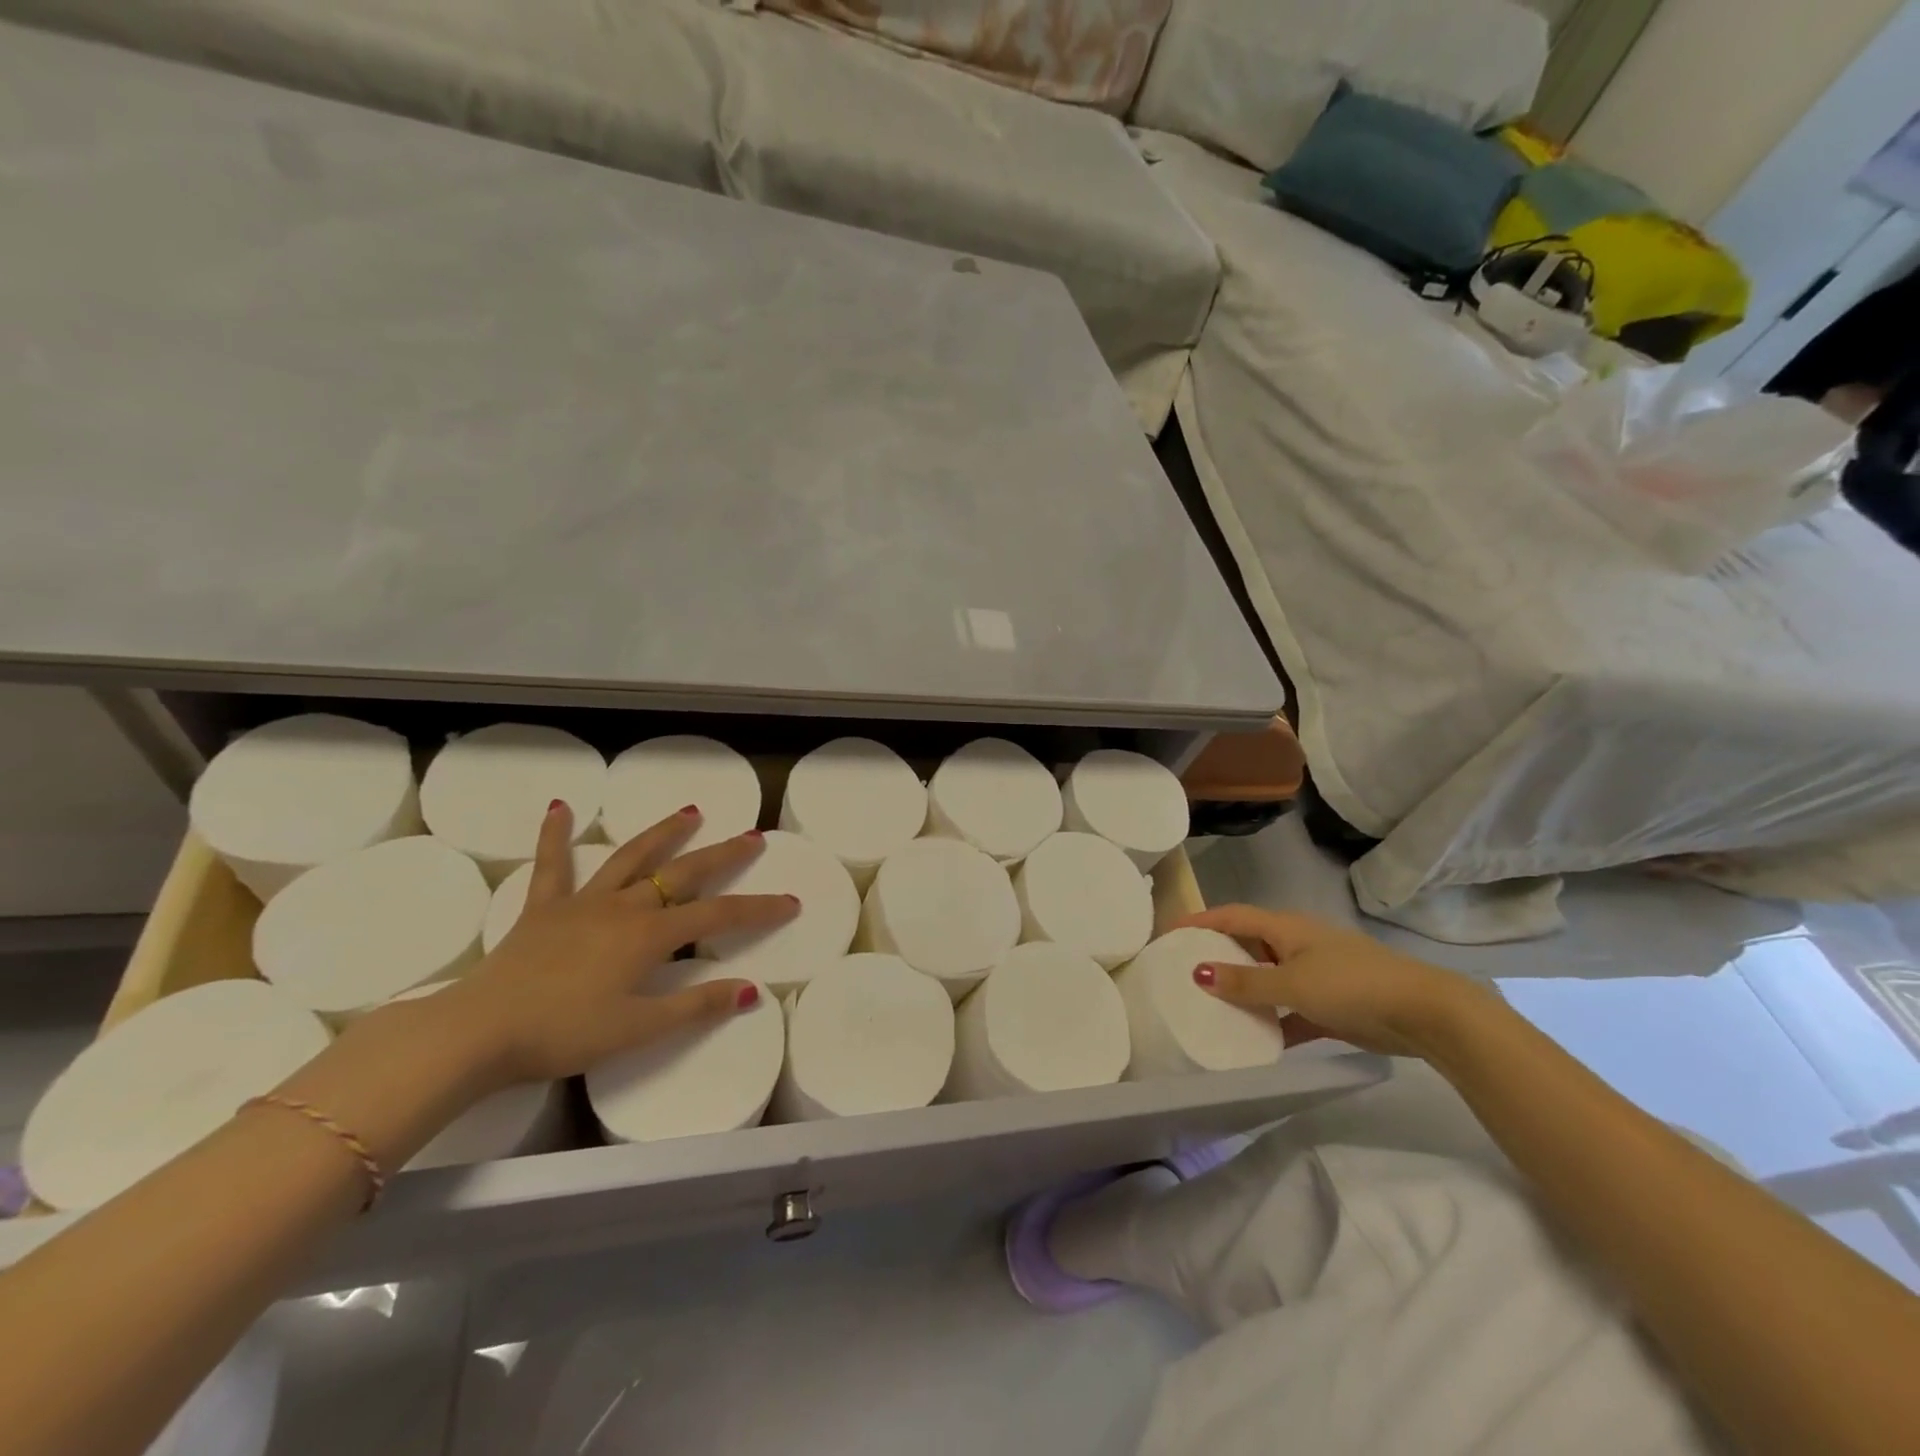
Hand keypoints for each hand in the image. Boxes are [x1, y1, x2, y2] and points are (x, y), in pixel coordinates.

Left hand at [416, 801, 795, 1090]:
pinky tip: (560, 807)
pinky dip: (556, 835)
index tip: (791, 902)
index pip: (719, 916)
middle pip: (683, 874)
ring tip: (690, 811)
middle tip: (752, 837)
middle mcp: (624, 907)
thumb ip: (696, 1007)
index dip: (759, 909)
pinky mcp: (543, 908)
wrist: (478, 1031)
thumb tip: (752, 990)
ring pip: (632, 857)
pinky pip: (552, 865)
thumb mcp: (638, 1029)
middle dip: (723, 855)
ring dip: (664, 833)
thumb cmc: (562, 1033)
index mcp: (650, 936)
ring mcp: (583, 902)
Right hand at [1177, 905, 1496, 1058]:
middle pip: (1247, 944)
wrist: (1422, 1013)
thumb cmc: (1352, 985)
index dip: (1199, 920)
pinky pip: (1289, 1010)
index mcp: (1286, 928)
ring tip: (1209, 1006)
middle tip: (1182, 971)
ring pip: (1267, 978)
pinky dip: (1272, 1021)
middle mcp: (1297, 945)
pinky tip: (1254, 1041)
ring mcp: (1315, 974)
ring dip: (1243, 991)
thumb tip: (1199, 973)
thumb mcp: (1292, 983)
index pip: (1232, 916)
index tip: (1168, 933)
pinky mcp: (1330, 1005)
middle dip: (1217, 955)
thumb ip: (1246, 982)